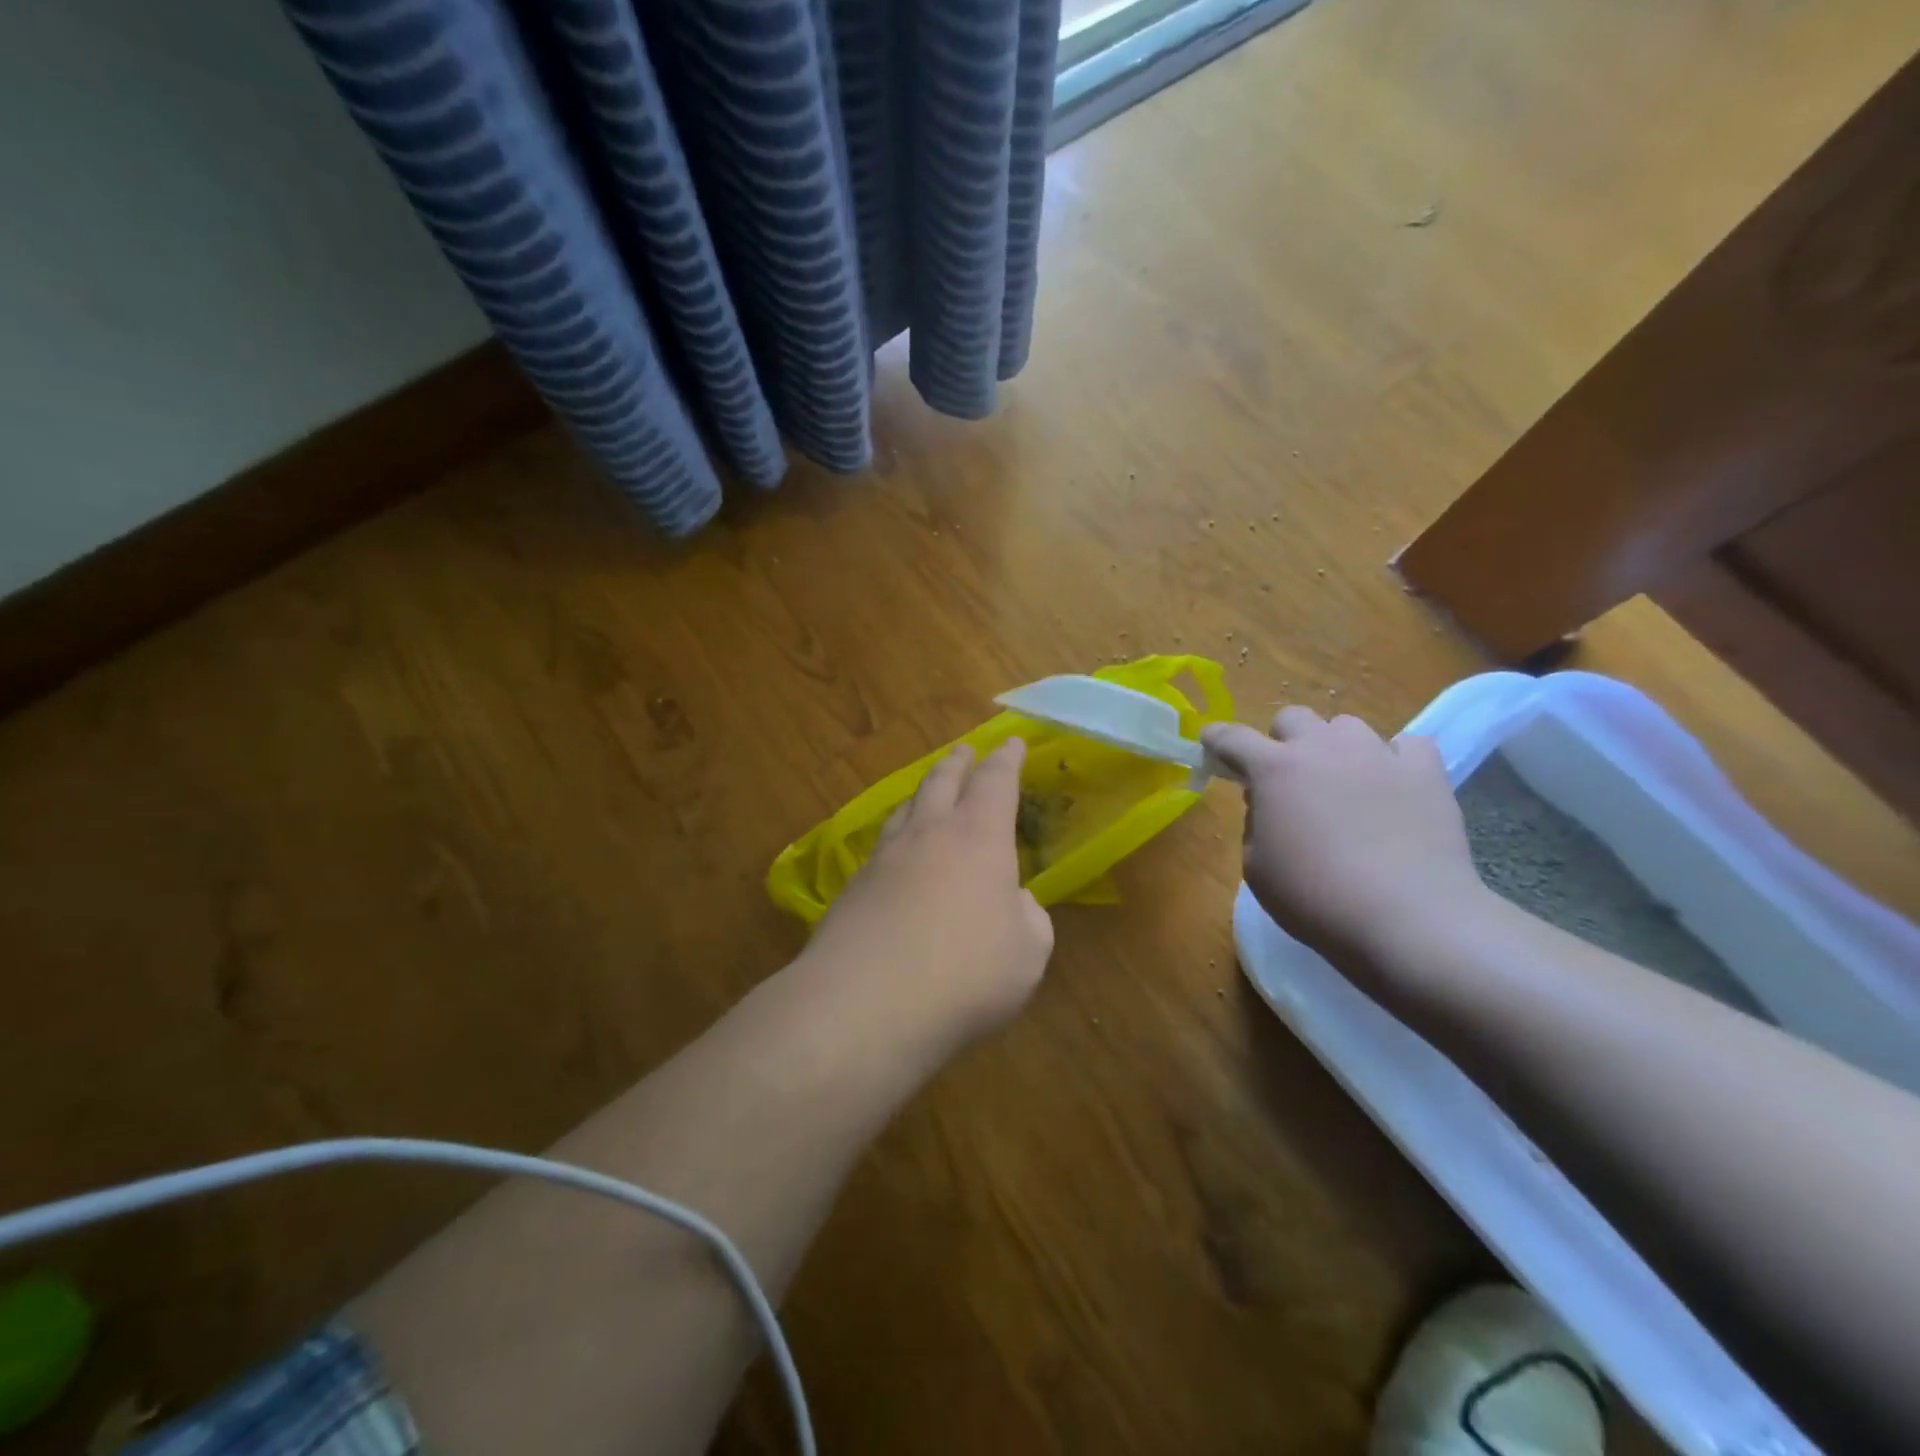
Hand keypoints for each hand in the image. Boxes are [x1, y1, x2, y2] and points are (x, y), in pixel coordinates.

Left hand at [800, 739, 1054, 1054]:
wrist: (866, 1006)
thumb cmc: (966, 974)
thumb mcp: (1027, 953)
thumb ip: (1027, 918)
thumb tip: (1012, 902)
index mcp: (979, 837)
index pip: (996, 782)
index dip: (1007, 760)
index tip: (1012, 742)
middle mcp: (929, 834)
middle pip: (942, 782)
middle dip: (958, 763)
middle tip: (964, 751)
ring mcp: (884, 859)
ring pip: (904, 810)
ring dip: (921, 795)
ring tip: (926, 795)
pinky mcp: (851, 890)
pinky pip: (880, 849)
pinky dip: (896, 841)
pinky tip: (895, 857)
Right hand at [1203, 708, 1492, 980]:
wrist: (1408, 919)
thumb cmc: (1316, 898)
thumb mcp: (1256, 867)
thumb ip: (1254, 825)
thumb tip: (1268, 805)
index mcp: (1274, 769)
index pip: (1232, 738)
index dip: (1217, 739)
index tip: (1211, 744)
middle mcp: (1323, 748)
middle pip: (1292, 718)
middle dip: (1281, 741)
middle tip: (1287, 778)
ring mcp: (1377, 754)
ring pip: (1346, 726)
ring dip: (1335, 748)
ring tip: (1344, 783)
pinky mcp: (1425, 772)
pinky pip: (1406, 745)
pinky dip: (1394, 760)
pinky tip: (1392, 786)